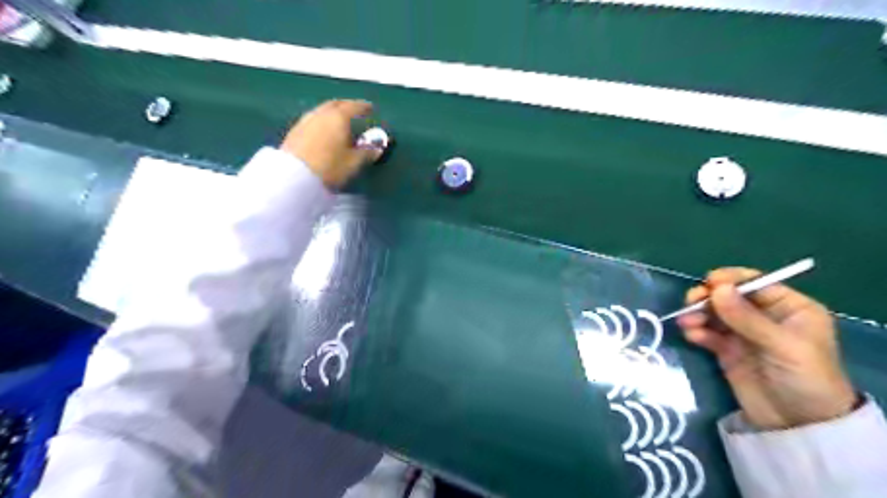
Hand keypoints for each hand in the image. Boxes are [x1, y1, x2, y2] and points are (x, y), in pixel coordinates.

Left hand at [279, 99, 381, 189]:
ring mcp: (305, 121)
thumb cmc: (329, 167)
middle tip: (354, 111)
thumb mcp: (353, 163)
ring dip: (332, 114)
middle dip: (346, 106)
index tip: (370, 108)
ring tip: (339, 123)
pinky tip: (323, 132)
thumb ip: (366, 153)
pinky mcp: (294, 132)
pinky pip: (312, 121)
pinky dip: (321, 122)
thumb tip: (377, 148)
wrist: (294, 177)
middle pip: (335, 104)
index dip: (363, 107)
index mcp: (338, 117)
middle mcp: (321, 114)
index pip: (353, 106)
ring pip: (321, 111)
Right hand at [676, 267, 855, 429]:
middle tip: (691, 301)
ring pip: (714, 313)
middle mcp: (764, 316)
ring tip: (686, 322)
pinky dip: (697, 331)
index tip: (708, 282)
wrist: (797, 425)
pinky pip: (707, 333)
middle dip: (709, 297)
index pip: (756, 284)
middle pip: (729, 296)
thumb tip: (716, 288)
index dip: (731, 280)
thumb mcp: (782, 345)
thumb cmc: (804, 379)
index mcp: (789, 308)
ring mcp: (743, 333)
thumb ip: (747, 317)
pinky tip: (691, 335)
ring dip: (698, 313)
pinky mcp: (726, 349)